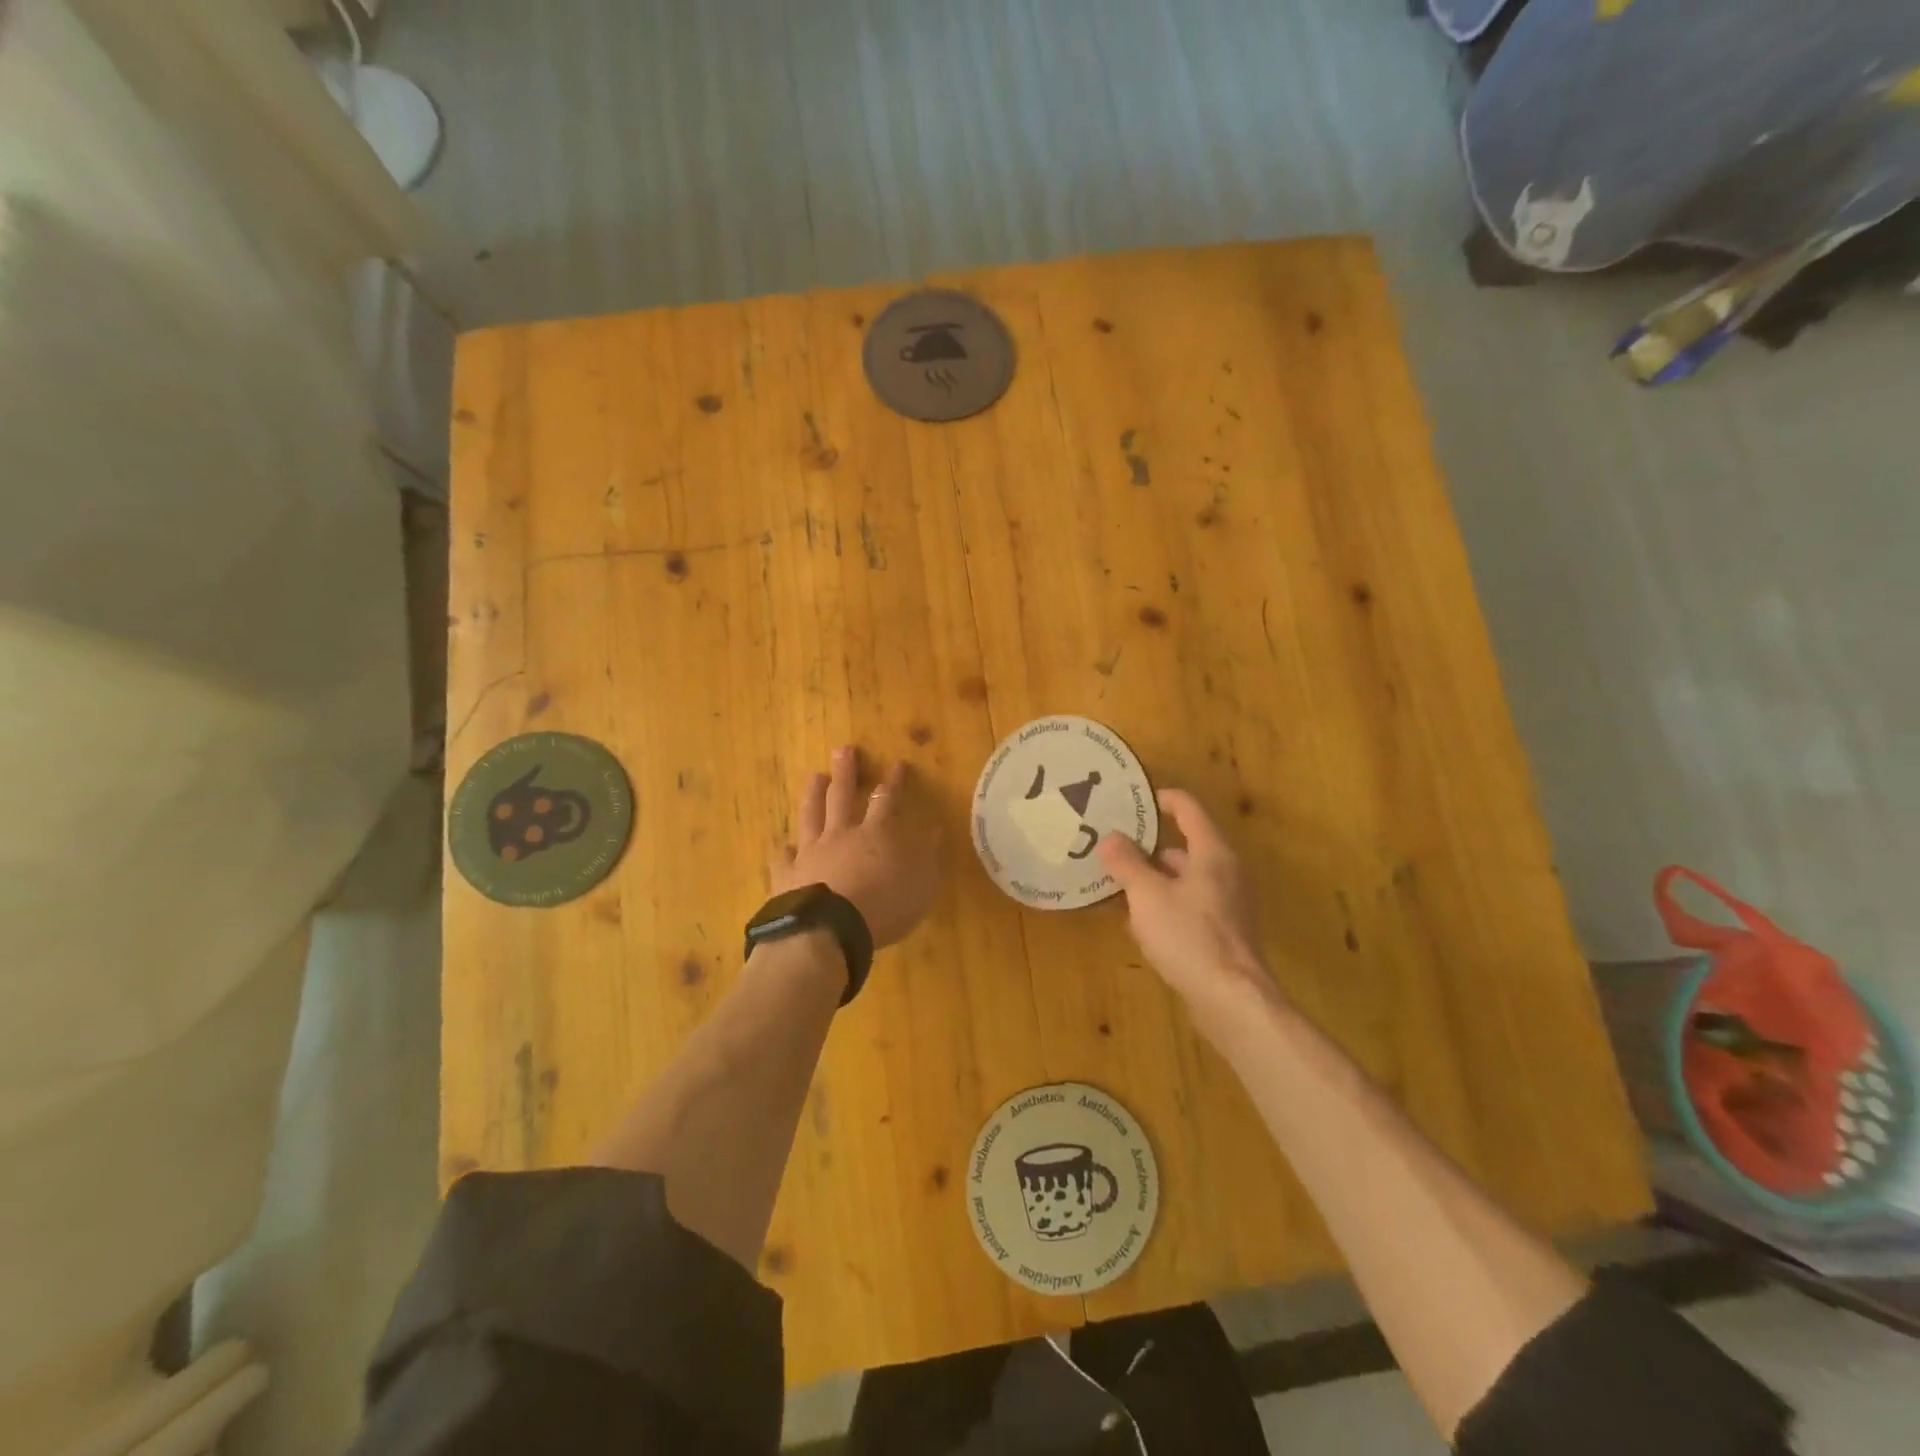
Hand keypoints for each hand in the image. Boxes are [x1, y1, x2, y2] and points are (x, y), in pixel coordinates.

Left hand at [772, 746, 943, 949]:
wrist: (828, 931)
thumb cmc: (884, 908)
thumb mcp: (922, 885)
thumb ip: (927, 855)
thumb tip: (932, 829)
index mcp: (876, 834)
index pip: (887, 798)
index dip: (894, 781)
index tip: (897, 763)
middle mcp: (841, 834)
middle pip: (842, 795)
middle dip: (846, 772)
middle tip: (843, 750)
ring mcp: (811, 852)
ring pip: (811, 815)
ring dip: (813, 794)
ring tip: (814, 776)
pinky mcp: (788, 875)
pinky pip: (784, 857)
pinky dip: (784, 850)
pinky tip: (783, 845)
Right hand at [1098, 789, 1273, 1024]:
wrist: (1231, 999)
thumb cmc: (1188, 935)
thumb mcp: (1147, 894)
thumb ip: (1127, 863)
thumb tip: (1110, 837)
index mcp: (1212, 853)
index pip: (1188, 809)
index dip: (1161, 799)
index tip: (1131, 801)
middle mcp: (1226, 872)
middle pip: (1185, 846)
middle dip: (1148, 847)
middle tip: (1113, 848)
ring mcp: (1229, 904)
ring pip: (1185, 879)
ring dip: (1154, 879)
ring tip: (1118, 886)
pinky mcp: (1225, 933)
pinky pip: (1190, 905)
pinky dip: (1166, 905)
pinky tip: (1140, 924)